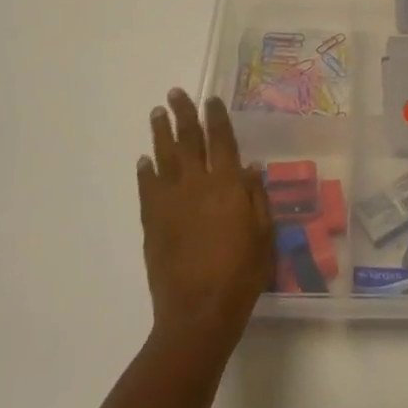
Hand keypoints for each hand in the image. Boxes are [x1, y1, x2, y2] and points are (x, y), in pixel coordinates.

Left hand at [138, 90, 273, 350]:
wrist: (198, 313)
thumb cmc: (241, 274)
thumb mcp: (264, 235)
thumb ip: (257, 198)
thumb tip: (250, 167)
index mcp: (228, 184)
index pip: (222, 140)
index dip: (216, 117)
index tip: (210, 99)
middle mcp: (198, 184)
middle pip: (189, 139)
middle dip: (183, 114)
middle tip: (175, 93)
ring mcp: (171, 201)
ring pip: (164, 157)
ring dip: (160, 133)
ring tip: (157, 114)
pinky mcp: (152, 221)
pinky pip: (147, 188)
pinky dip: (145, 171)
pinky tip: (144, 160)